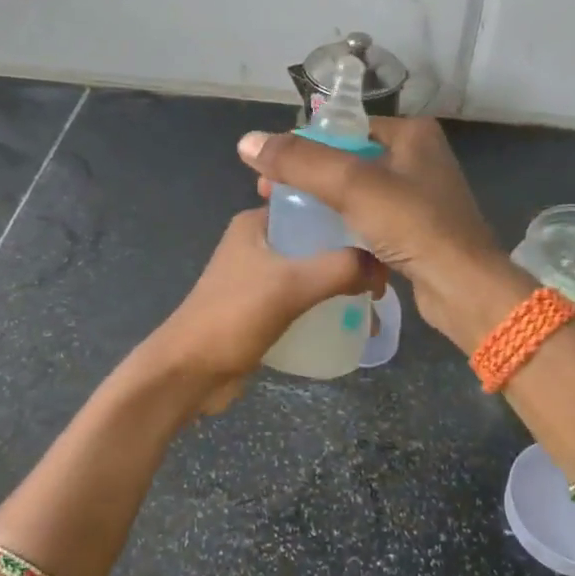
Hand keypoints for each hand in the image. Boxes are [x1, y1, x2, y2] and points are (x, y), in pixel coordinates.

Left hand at [142, 208, 385, 413]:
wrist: (189, 373)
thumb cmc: (234, 317)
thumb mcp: (291, 284)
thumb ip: (340, 268)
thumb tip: (382, 267)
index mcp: (256, 224)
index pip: (311, 202)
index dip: (348, 213)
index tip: (383, 231)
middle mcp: (257, 244)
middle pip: (316, 239)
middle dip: (351, 254)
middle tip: (386, 274)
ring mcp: (259, 278)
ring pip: (312, 271)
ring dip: (341, 283)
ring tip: (376, 301)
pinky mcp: (262, 309)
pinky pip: (304, 299)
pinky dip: (326, 305)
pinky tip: (352, 320)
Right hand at [236, 118, 507, 341]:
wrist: (462, 288)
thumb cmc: (413, 226)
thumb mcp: (352, 186)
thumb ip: (300, 162)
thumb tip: (247, 141)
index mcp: (411, 133)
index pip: (344, 128)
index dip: (303, 147)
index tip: (269, 171)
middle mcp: (418, 157)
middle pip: (347, 160)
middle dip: (308, 179)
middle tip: (270, 197)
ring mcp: (420, 196)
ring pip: (357, 193)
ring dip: (324, 205)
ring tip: (289, 221)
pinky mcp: (417, 230)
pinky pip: (370, 220)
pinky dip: (346, 227)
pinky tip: (321, 242)